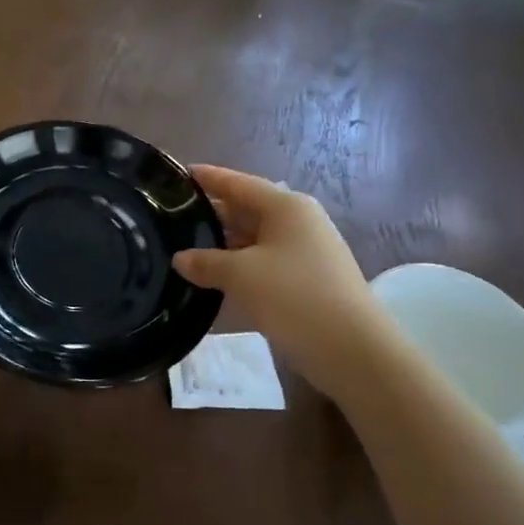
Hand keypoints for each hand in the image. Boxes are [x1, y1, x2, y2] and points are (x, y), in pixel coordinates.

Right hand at [172, 165, 386, 394]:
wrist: (352, 350)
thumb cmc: (294, 297)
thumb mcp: (240, 275)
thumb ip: (205, 262)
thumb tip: (181, 259)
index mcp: (285, 207)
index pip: (237, 183)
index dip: (207, 178)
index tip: (177, 174)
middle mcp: (298, 222)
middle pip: (246, 210)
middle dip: (211, 214)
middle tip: (171, 218)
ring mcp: (306, 252)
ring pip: (254, 239)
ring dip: (223, 245)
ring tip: (184, 249)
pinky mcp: (307, 280)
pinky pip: (264, 263)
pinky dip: (239, 267)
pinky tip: (214, 279)